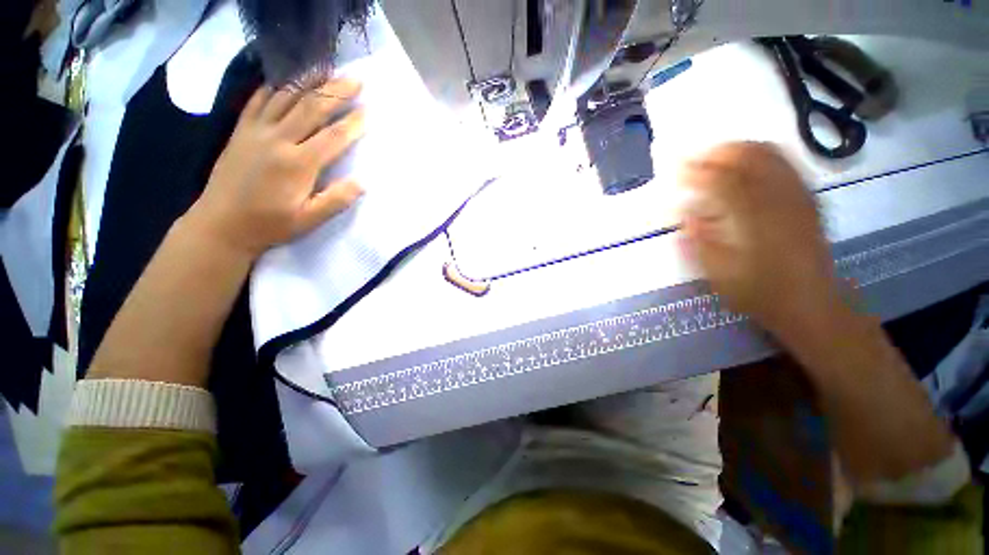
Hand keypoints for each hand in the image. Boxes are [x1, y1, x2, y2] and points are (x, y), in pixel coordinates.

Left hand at [186, 79, 365, 258]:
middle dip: (336, 92)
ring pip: (286, 98)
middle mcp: (278, 140)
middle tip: (356, 80)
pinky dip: (275, 87)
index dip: (353, 124)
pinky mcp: (241, 130)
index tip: (368, 111)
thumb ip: (336, 200)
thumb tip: (362, 183)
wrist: (221, 223)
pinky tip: (287, 80)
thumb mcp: (309, 220)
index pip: (333, 138)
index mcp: (298, 165)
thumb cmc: (270, 224)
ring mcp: (256, 131)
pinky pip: (258, 100)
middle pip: (311, 108)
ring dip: (309, 83)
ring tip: (327, 71)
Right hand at [677, 142, 840, 334]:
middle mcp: (780, 199)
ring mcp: (799, 196)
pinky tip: (745, 167)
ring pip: (770, 153)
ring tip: (715, 158)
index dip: (697, 171)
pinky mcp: (808, 199)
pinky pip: (785, 163)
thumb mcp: (719, 273)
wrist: (811, 305)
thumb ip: (699, 240)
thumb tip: (684, 213)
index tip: (676, 170)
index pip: (722, 180)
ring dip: (739, 150)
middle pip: (750, 156)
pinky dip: (761, 157)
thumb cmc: (759, 292)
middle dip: (718, 152)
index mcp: (755, 219)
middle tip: (695, 159)